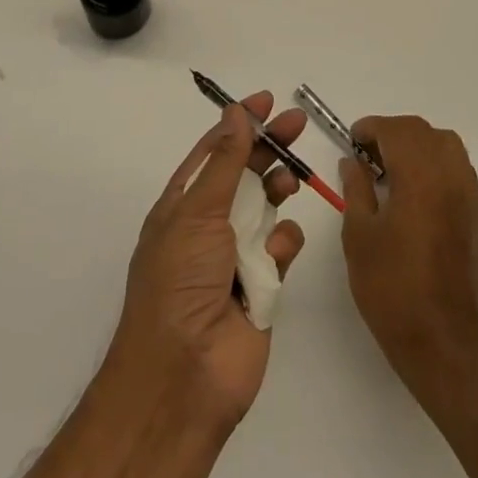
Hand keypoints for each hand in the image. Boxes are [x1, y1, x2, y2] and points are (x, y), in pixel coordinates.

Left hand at [107, 92, 306, 429]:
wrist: (184, 375)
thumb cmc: (180, 282)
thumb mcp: (196, 213)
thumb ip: (224, 162)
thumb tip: (235, 113)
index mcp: (182, 205)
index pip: (214, 152)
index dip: (238, 124)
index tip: (267, 101)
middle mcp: (208, 225)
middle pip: (245, 173)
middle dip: (269, 148)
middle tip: (298, 124)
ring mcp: (236, 255)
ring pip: (267, 207)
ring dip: (277, 190)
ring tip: (289, 183)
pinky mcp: (263, 285)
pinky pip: (282, 248)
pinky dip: (284, 244)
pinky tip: (277, 255)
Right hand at [341, 116, 477, 396]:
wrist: (442, 341)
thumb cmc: (391, 287)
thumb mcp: (359, 235)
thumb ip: (356, 189)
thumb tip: (353, 162)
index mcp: (420, 176)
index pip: (397, 130)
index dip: (371, 128)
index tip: (352, 140)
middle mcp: (450, 177)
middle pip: (424, 132)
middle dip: (393, 133)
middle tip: (367, 154)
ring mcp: (469, 197)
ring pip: (447, 146)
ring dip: (418, 146)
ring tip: (391, 170)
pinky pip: (458, 171)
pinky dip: (435, 166)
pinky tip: (415, 194)